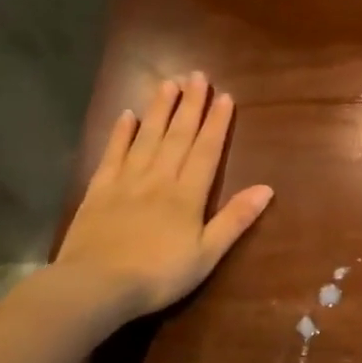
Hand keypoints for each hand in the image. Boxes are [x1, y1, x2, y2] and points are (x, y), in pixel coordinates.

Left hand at [49, 73, 273, 321]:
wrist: (95, 286)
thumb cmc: (158, 276)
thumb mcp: (206, 255)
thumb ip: (234, 220)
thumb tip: (267, 189)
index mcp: (187, 195)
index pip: (206, 150)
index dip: (217, 123)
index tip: (224, 96)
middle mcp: (159, 178)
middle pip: (178, 136)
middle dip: (190, 105)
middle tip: (197, 76)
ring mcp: (126, 181)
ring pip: (147, 137)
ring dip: (160, 109)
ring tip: (169, 83)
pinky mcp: (99, 190)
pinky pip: (112, 154)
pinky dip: (121, 133)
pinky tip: (127, 115)